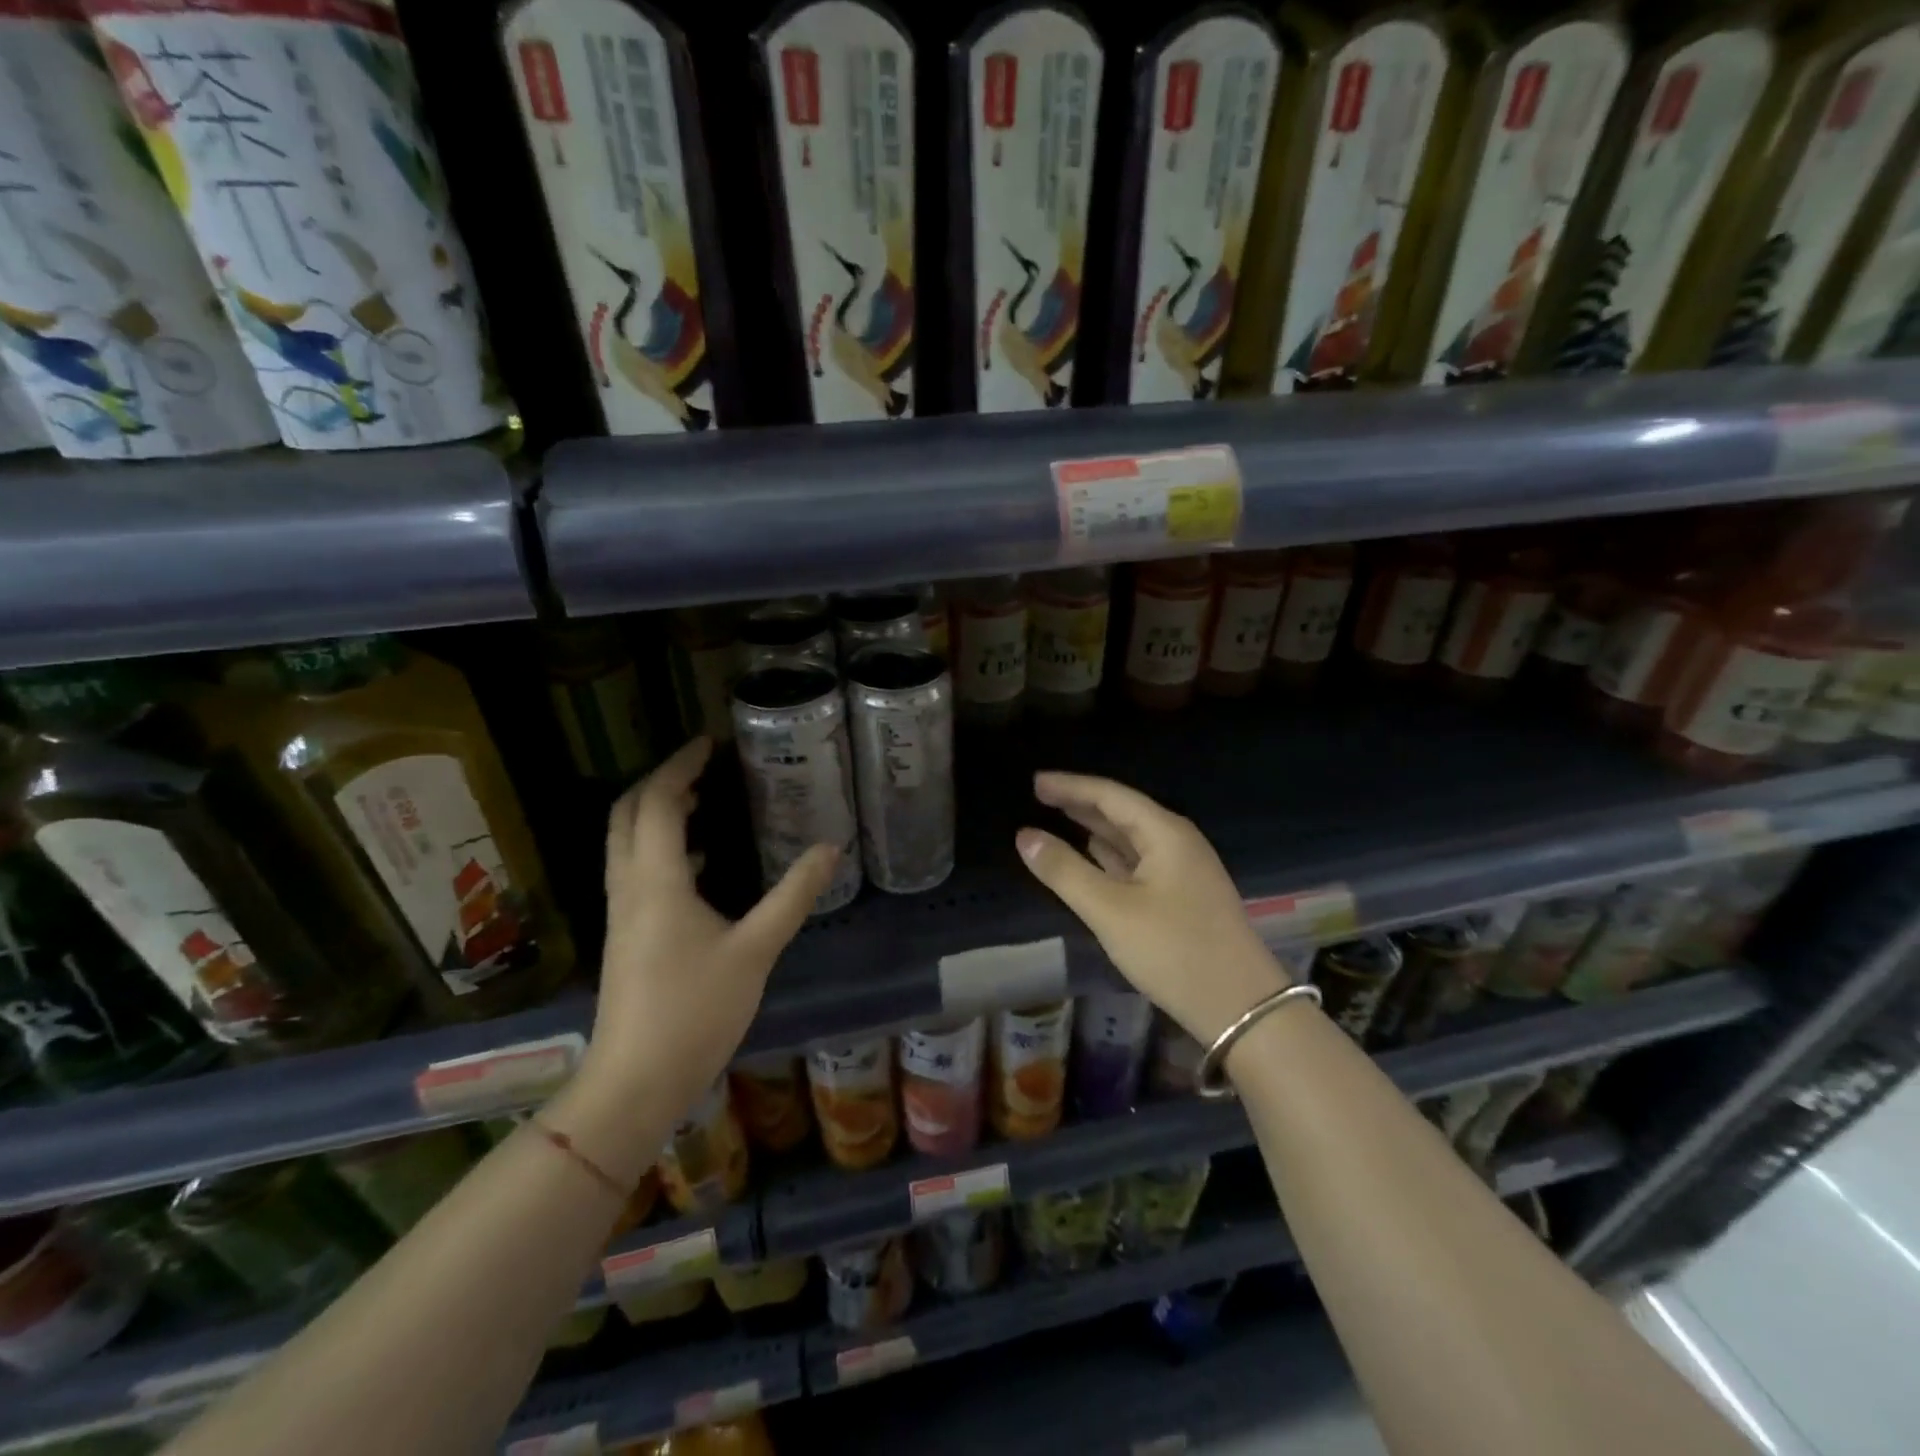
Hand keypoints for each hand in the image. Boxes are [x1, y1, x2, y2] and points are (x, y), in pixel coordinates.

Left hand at [588, 737, 838, 1118]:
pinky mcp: (625, 935)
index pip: (658, 802)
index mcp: (657, 880)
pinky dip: (660, 848)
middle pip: (627, 814)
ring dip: (656, 812)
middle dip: (660, 781)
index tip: (708, 742)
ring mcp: (622, 912)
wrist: (636, 1082)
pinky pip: (635, 870)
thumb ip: (794, 895)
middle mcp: (630, 886)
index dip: (680, 766)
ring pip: (626, 842)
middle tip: (701, 766)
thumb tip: (831, 848)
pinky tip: (700, 863)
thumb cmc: (695, 1010)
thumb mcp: (756, 949)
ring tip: (702, 799)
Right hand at [1016, 771, 1287, 1042]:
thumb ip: (1065, 871)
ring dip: (1095, 828)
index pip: (1110, 795)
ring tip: (1058, 818)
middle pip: (1122, 812)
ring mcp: (1183, 870)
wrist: (1242, 1008)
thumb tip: (1025, 835)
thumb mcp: (1110, 911)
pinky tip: (1092, 855)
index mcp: (1165, 833)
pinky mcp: (1182, 897)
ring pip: (1130, 838)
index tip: (1034, 782)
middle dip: (1081, 803)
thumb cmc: (1174, 951)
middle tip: (1039, 796)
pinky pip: (1138, 862)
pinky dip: (1110, 855)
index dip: (1070, 786)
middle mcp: (1176, 842)